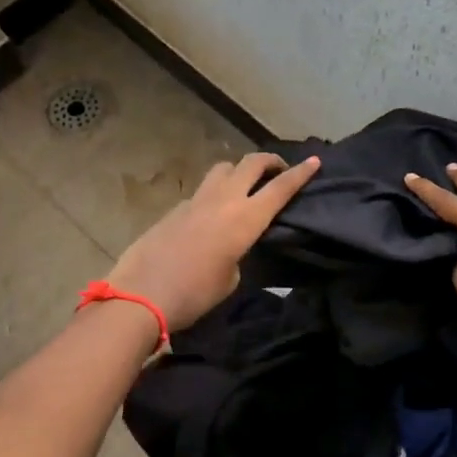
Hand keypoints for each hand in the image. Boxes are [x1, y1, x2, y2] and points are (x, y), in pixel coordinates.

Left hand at [104, 152, 319, 331]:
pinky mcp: (174, 209)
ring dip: (238, 170)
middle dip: (269, 161)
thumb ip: (239, 253)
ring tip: (244, 186)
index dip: (300, 174)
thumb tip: (232, 244)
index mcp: (245, 218)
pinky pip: (201, 192)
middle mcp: (223, 200)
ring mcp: (195, 200)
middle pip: (251, 163)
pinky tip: (211, 216)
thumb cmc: (195, 294)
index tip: (315, 161)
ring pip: (223, 169)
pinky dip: (214, 195)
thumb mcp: (231, 278)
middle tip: (278, 170)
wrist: (141, 295)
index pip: (280, 188)